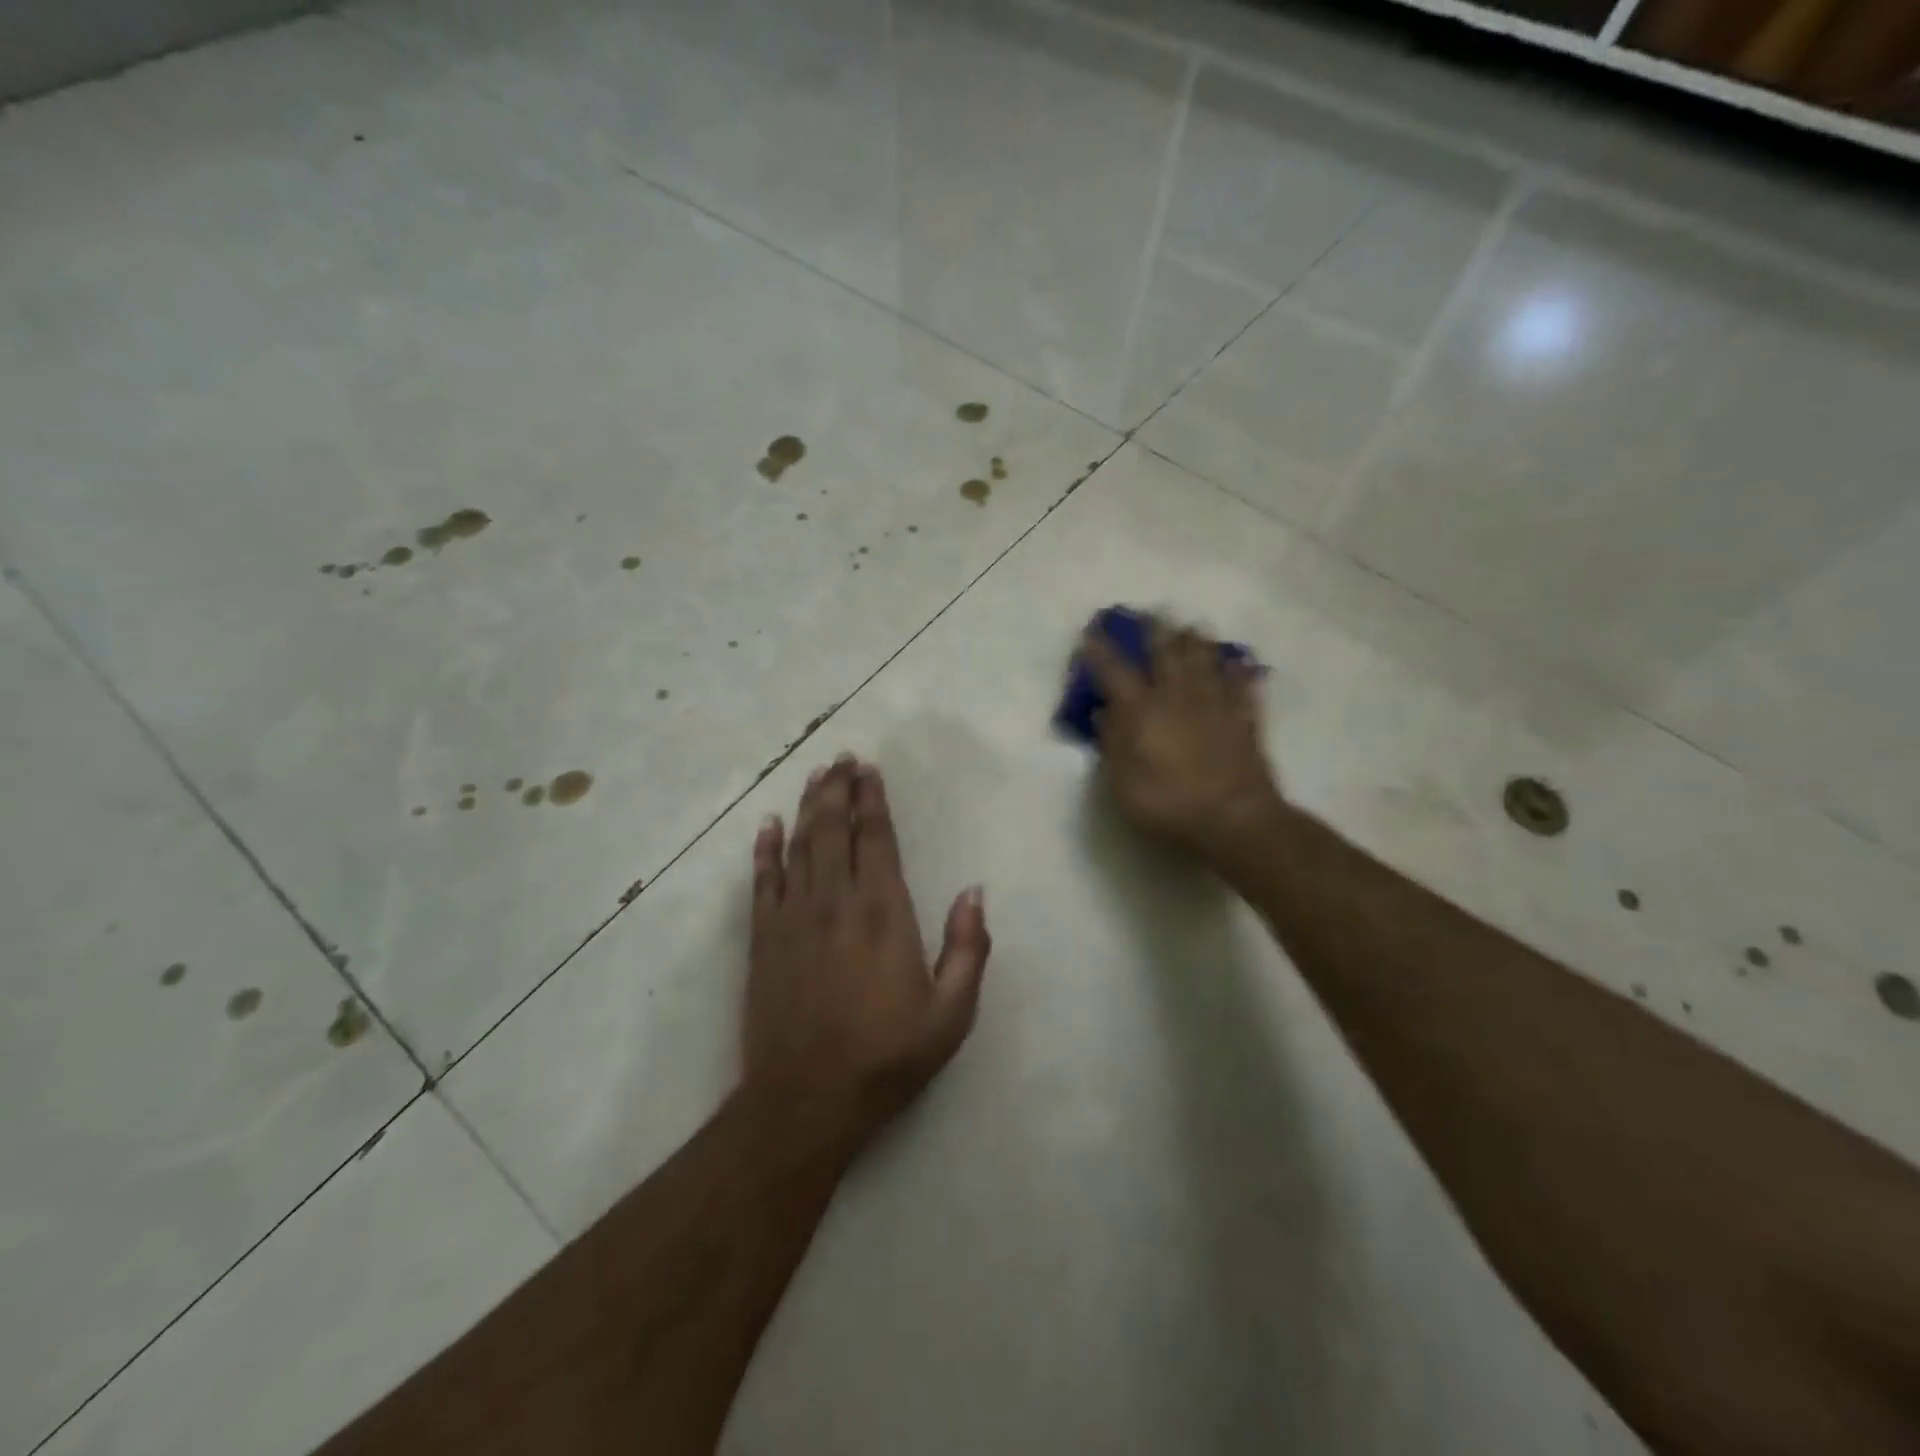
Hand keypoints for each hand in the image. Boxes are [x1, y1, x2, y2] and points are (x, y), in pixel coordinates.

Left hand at [744, 757, 990, 1147]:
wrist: (807, 1099)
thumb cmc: (887, 1056)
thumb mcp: (951, 1013)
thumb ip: (968, 948)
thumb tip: (974, 892)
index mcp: (884, 912)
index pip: (876, 839)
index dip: (872, 801)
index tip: (869, 771)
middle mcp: (836, 901)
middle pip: (833, 830)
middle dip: (837, 790)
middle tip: (840, 759)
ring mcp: (794, 917)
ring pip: (800, 846)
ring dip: (807, 807)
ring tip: (814, 776)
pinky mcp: (764, 939)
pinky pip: (763, 882)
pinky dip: (765, 850)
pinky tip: (766, 826)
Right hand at [1080, 616, 1283, 863]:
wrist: (1234, 818)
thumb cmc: (1168, 803)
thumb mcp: (1122, 783)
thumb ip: (1112, 743)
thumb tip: (1103, 712)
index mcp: (1143, 711)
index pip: (1115, 672)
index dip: (1100, 651)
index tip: (1090, 633)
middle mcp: (1177, 696)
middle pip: (1166, 653)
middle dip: (1155, 630)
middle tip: (1151, 612)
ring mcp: (1214, 704)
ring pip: (1205, 660)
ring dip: (1196, 640)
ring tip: (1192, 625)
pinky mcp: (1244, 718)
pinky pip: (1243, 684)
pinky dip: (1240, 669)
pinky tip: (1240, 660)